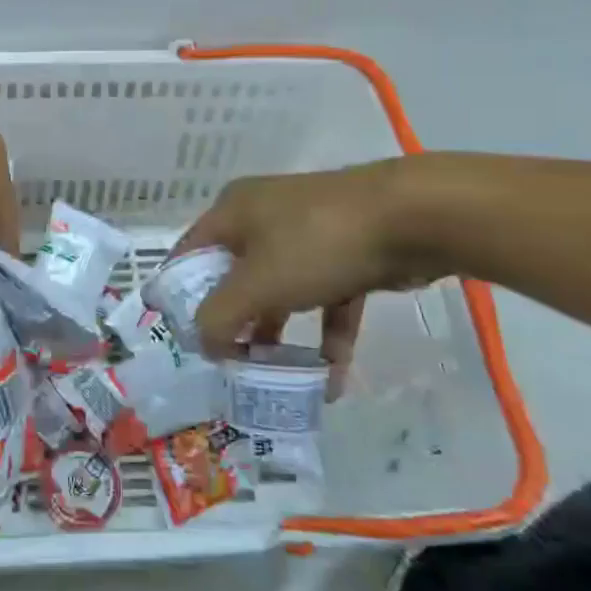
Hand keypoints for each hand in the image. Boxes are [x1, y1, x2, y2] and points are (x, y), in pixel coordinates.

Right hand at [176, 158, 446, 397]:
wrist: (411, 216)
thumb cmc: (315, 243)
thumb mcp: (256, 283)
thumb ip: (219, 317)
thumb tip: (203, 343)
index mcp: (232, 211)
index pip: (189, 254)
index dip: (179, 295)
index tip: (184, 339)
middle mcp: (264, 216)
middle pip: (234, 276)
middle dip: (232, 322)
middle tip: (228, 363)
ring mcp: (308, 233)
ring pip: (280, 290)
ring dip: (277, 335)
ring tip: (274, 378)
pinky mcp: (347, 253)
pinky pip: (325, 298)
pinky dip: (326, 335)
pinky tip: (331, 380)